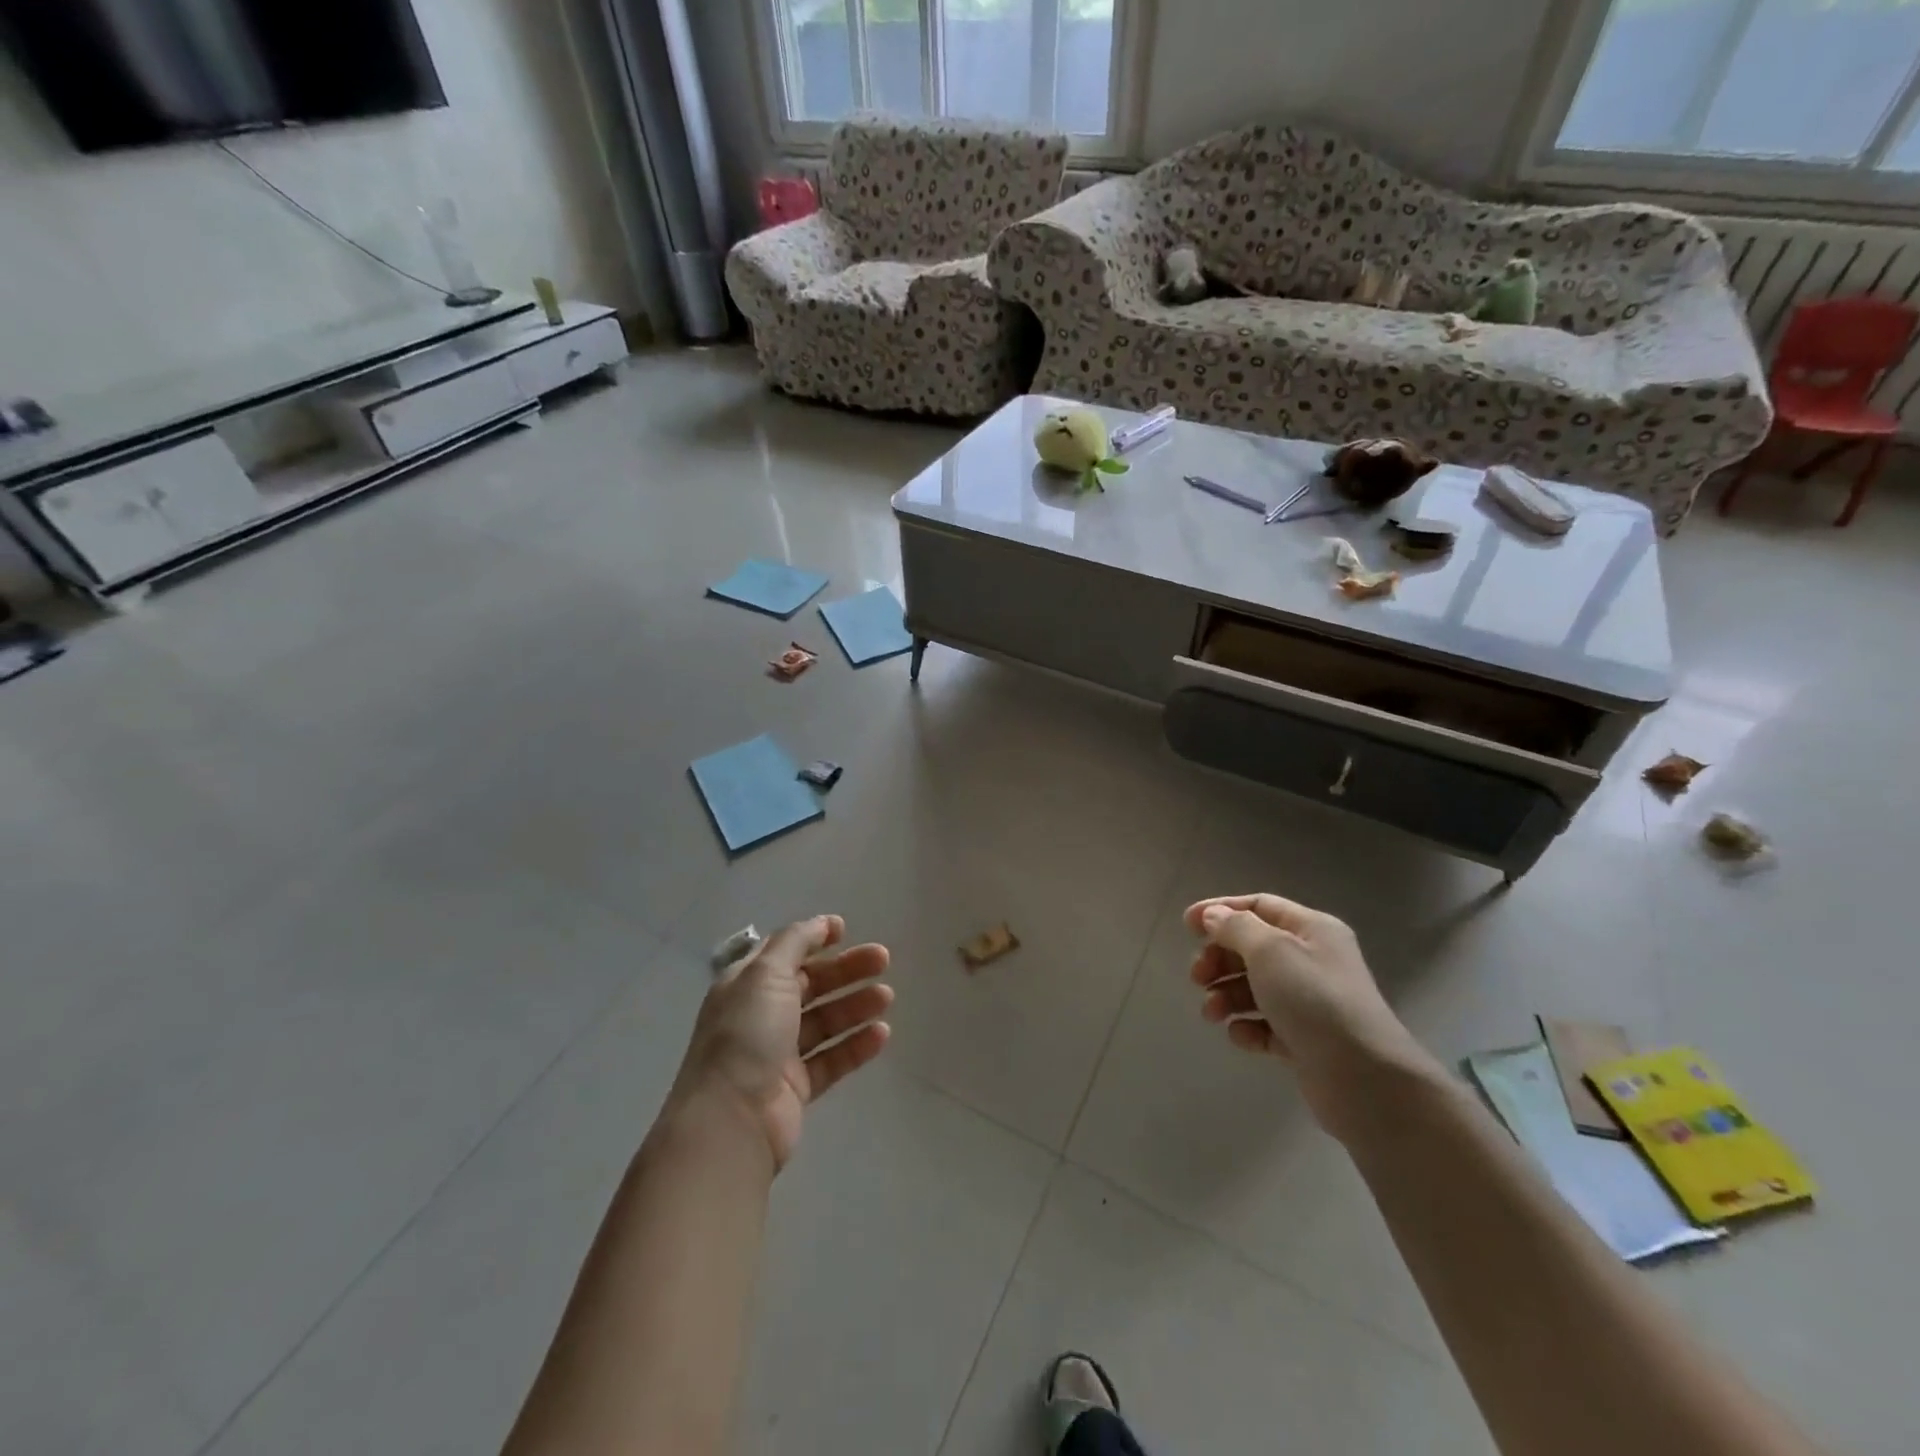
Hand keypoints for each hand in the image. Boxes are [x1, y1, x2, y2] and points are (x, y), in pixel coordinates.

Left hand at [670, 915, 891, 1170]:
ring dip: (855, 1005)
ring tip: (887, 997)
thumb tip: (821, 923)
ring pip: (824, 1021)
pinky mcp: (796, 1087)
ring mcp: (778, 1053)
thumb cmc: (746, 1034)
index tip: (846, 930)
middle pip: (810, 984)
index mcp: (746, 985)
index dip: (813, 939)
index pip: (784, 953)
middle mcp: (761, 1015)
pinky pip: (832, 1059)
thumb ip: (795, 941)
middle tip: (883, 960)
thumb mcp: (765, 973)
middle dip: (845, 970)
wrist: (732, 1119)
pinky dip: (856, 1045)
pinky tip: (882, 1035)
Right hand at [1185, 894, 1434, 1141]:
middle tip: (1197, 977)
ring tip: (1212, 1013)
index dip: (1221, 910)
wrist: (1365, 1080)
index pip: (1259, 906)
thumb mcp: (1270, 951)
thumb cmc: (1315, 1001)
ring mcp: (1309, 1002)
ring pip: (1254, 987)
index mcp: (1311, 930)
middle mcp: (1312, 960)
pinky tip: (1242, 1036)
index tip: (1186, 926)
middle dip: (1219, 959)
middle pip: (1252, 948)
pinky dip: (1247, 1027)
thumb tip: (1214, 916)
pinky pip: (1265, 1024)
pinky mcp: (1304, 1040)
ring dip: (1226, 995)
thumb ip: (1236, 928)